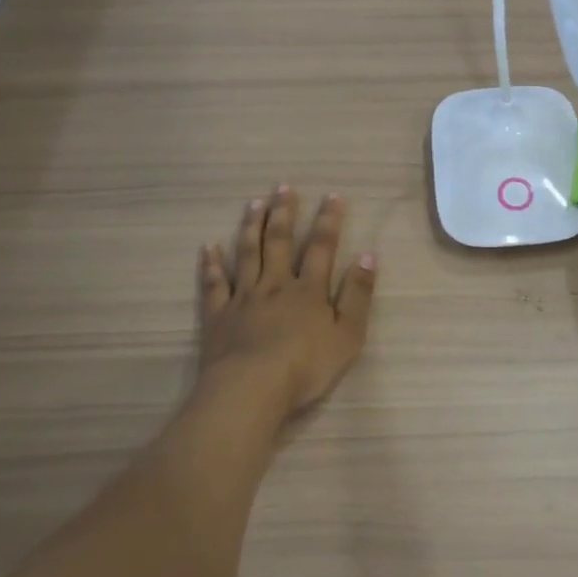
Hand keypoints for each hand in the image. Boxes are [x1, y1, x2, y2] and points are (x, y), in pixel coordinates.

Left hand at [196, 185, 376, 425]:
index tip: (332, 196)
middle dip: (283, 213)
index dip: (328, 221)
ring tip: (253, 203)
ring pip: (247, 255)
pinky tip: (208, 247)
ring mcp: (243, 299)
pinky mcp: (219, 316)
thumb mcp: (348, 334)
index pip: (322, 247)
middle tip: (283, 187)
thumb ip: (358, 294)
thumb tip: (368, 254)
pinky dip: (211, 264)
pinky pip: (214, 285)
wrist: (252, 389)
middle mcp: (275, 285)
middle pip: (279, 243)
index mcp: (308, 290)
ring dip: (251, 227)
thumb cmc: (306, 366)